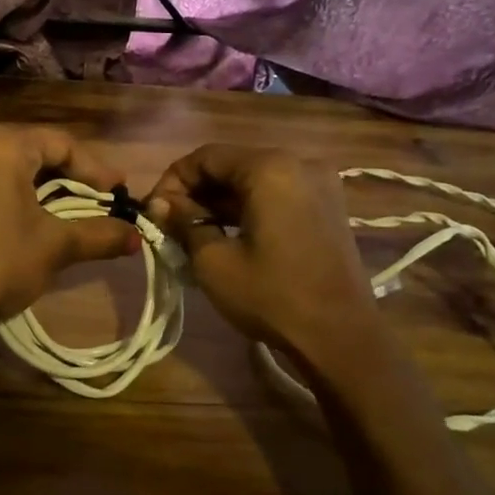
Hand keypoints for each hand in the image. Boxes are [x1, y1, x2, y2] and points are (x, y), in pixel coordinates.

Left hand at [0, 127, 140, 330]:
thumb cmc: (0, 263)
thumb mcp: (56, 245)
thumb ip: (100, 234)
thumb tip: (138, 237)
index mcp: (2, 145)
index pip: (61, 143)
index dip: (96, 169)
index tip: (122, 193)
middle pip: (41, 150)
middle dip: (77, 176)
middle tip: (108, 199)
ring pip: (21, 167)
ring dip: (54, 187)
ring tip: (85, 210)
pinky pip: (1, 180)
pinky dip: (29, 194)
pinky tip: (49, 217)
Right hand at [148, 144, 378, 351]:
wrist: (341, 338)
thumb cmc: (272, 295)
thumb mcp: (213, 261)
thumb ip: (184, 222)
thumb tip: (160, 204)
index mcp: (269, 167)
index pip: (205, 157)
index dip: (172, 181)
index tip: (154, 212)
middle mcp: (298, 163)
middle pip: (231, 165)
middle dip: (196, 191)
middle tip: (170, 223)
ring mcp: (319, 184)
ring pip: (253, 180)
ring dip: (220, 201)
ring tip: (194, 232)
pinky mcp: (328, 206)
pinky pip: (276, 194)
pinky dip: (248, 208)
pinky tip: (228, 234)